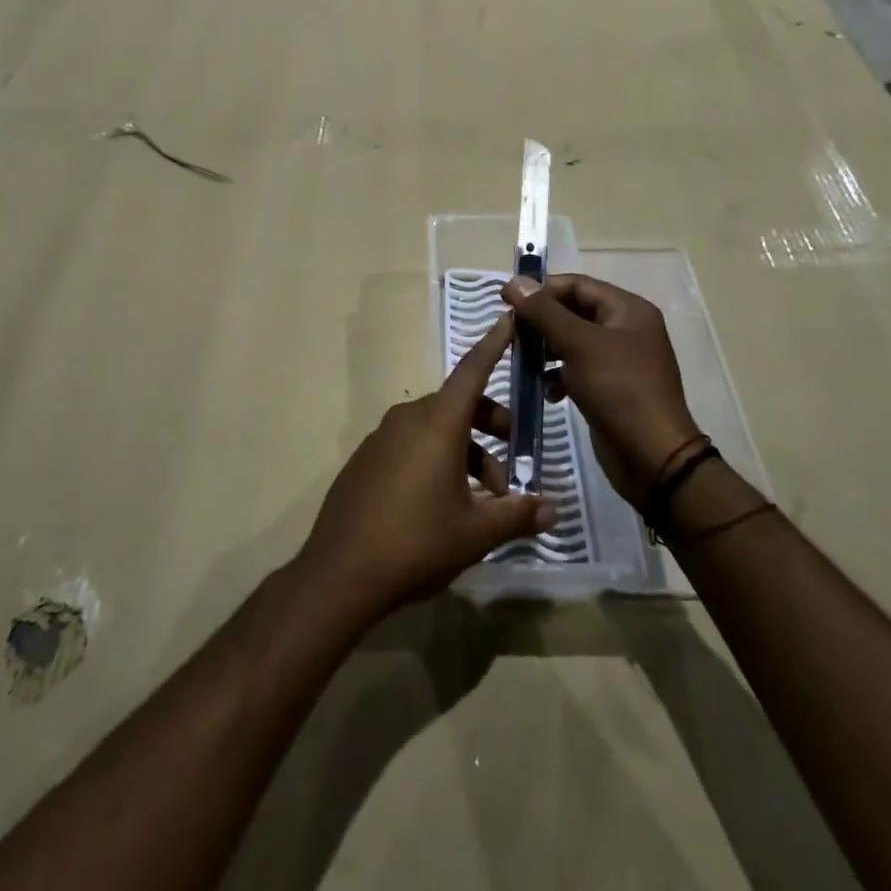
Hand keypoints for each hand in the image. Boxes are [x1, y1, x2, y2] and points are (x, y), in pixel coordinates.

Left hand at [300, 314, 556, 620]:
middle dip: (491, 427)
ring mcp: (382, 438)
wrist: (339, 573)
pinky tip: (445, 504)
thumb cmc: (416, 542)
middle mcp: (408, 419)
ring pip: (436, 429)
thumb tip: (551, 510)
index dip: (494, 345)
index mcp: (437, 423)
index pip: (473, 370)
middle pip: (459, 406)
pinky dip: (436, 460)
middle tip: (513, 463)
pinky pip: (411, 445)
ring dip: (466, 453)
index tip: (509, 318)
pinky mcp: (366, 460)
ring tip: (484, 500)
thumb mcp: (475, 532)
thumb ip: (516, 515)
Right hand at [502, 274, 702, 509]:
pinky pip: (578, 370)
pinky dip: (558, 376)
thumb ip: (545, 312)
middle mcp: (626, 329)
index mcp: (628, 309)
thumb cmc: (619, 389)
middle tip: (510, 332)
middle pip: (574, 311)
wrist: (652, 457)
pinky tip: (546, 391)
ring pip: (573, 342)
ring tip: (521, 361)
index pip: (577, 285)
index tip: (506, 301)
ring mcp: (620, 360)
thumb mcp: (579, 344)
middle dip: (541, 321)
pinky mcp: (611, 388)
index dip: (542, 289)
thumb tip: (515, 281)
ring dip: (546, 350)